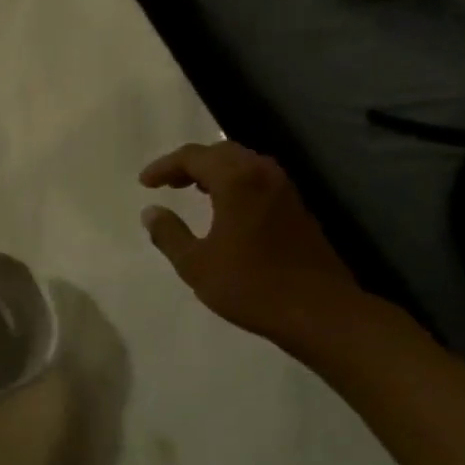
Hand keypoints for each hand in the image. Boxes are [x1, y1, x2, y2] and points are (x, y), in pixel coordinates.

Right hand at [139, 142, 364, 353]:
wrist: (320, 312)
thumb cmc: (251, 286)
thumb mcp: (196, 265)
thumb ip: (169, 234)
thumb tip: (151, 212)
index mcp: (236, 180)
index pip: (193, 157)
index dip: (165, 167)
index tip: (144, 183)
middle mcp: (263, 174)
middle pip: (220, 153)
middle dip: (190, 164)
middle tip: (167, 183)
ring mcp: (285, 190)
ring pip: (243, 164)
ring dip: (214, 172)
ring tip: (192, 191)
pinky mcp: (298, 209)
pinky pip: (259, 180)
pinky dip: (235, 183)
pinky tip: (225, 209)